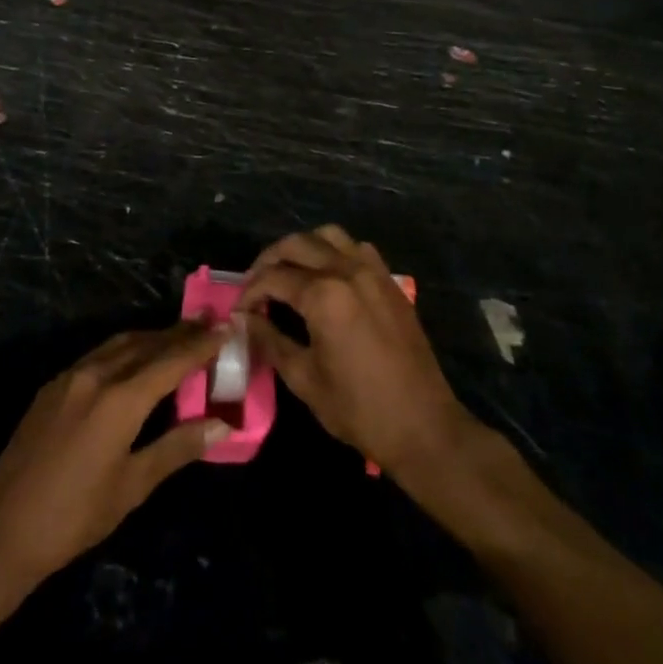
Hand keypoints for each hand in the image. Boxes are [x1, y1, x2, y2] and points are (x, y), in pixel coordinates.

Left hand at [0, 323, 230, 586]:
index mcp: (120, 399)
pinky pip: (98, 355)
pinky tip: (135, 360)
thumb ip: (177, 447)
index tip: (226, 327)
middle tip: (209, 322)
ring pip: (120, 344)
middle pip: (146, 343)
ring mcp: (69, 377)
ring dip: (152, 337)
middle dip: (179, 332)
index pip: (171, 361)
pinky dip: (125, 349)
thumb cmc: (75, 515)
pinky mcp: (52, 386)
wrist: (2, 528)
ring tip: (179, 335)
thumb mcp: (133, 486)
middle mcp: (95, 375)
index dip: (200, 344)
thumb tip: (222, 425)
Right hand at [243, 225, 473, 476]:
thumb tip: (245, 320)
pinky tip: (326, 277)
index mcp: (324, 295)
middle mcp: (348, 271)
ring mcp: (374, 273)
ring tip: (288, 273)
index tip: (238, 311)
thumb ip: (270, 340)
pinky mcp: (391, 283)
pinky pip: (357, 249)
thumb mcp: (304, 379)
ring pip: (329, 236)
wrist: (424, 427)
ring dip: (302, 247)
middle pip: (297, 244)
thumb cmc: (359, 409)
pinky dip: (335, 252)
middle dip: (269, 260)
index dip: (249, 292)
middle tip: (255, 286)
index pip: (273, 278)